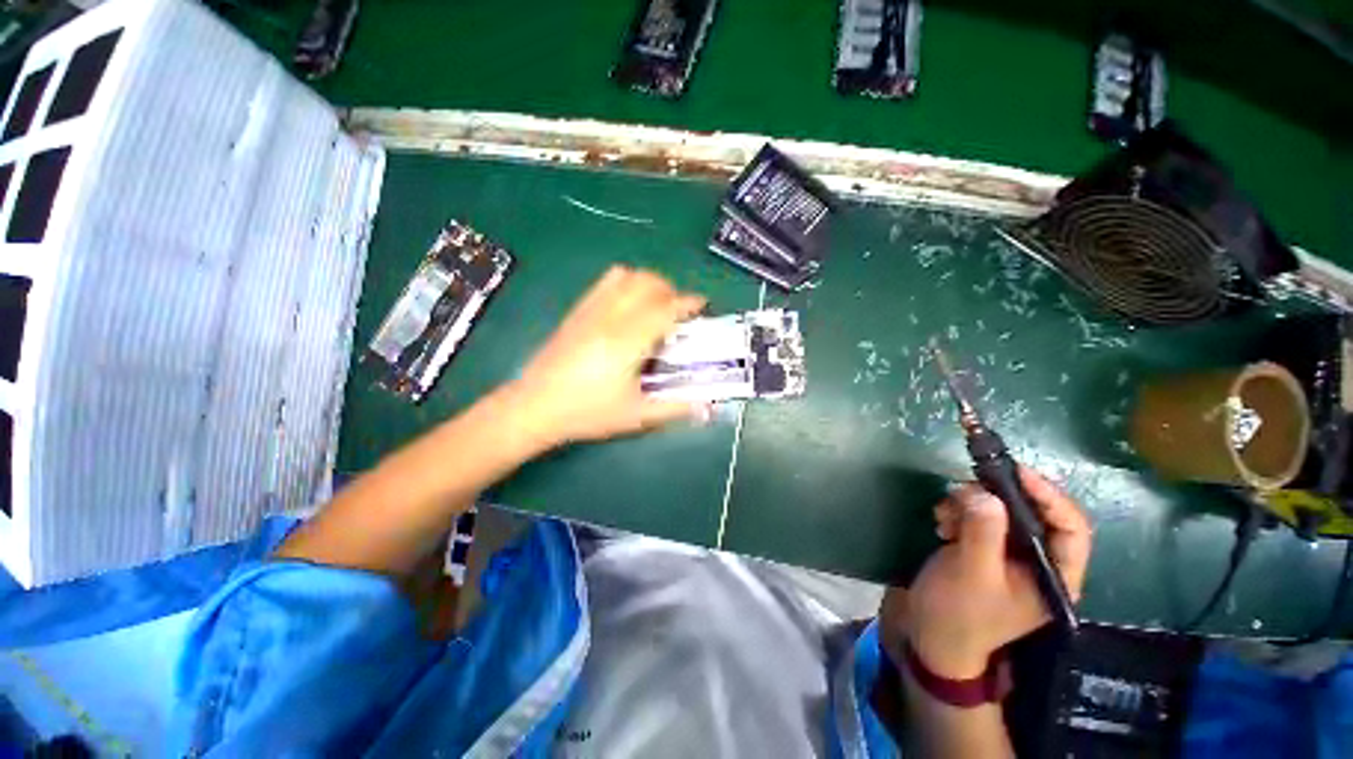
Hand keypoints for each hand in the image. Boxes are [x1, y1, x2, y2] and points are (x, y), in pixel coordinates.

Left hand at [505, 265, 707, 448]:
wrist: (534, 407)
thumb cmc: (587, 413)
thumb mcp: (636, 416)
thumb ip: (675, 408)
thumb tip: (708, 408)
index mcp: (628, 342)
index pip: (665, 309)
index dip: (688, 303)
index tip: (702, 306)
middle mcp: (611, 318)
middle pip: (648, 283)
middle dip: (671, 290)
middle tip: (679, 312)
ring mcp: (591, 310)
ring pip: (627, 276)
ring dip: (649, 283)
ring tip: (655, 305)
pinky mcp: (577, 311)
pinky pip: (605, 282)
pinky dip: (626, 282)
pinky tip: (628, 304)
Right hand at [882, 469, 1091, 679]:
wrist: (931, 635)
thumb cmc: (960, 613)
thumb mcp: (972, 573)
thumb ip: (983, 532)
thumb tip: (985, 493)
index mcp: (1054, 575)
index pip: (1072, 527)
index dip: (1049, 496)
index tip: (1016, 472)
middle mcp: (1038, 561)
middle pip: (1032, 513)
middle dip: (996, 498)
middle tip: (964, 490)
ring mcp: (1009, 554)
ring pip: (1000, 511)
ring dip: (969, 505)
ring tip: (944, 515)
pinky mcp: (983, 548)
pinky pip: (977, 516)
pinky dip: (958, 512)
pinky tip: (941, 523)